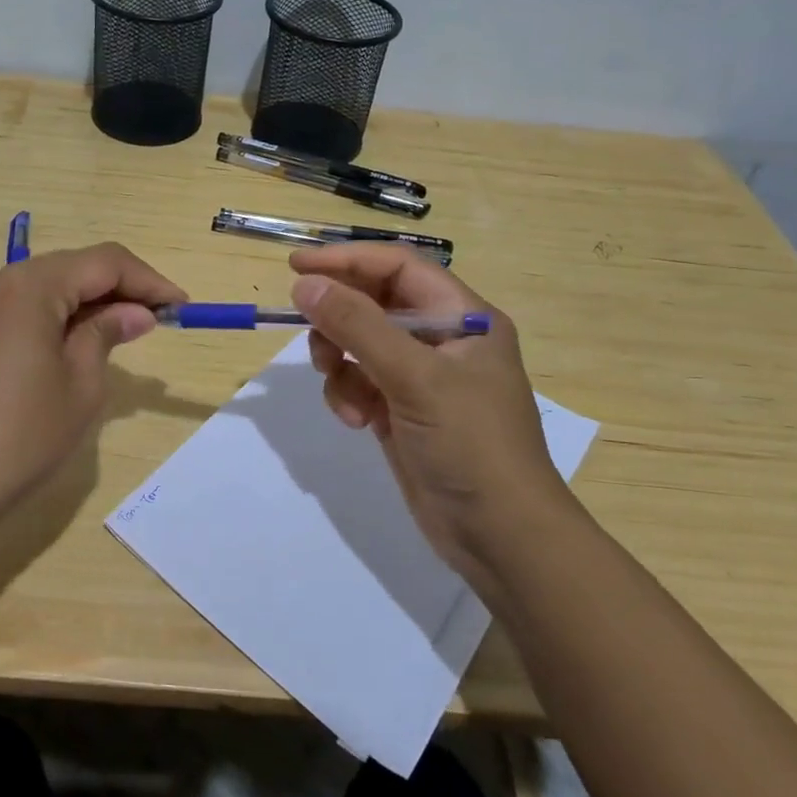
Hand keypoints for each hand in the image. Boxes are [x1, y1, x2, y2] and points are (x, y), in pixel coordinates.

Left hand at [0, 242, 186, 526]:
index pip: (103, 262)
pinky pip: (15, 307)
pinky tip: (70, 344)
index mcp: (27, 286)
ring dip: (84, 303)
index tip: (181, 307)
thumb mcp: (80, 386)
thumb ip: (107, 334)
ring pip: (41, 286)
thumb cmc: (18, 438)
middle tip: (156, 322)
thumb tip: (134, 313)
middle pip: (69, 268)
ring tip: (119, 334)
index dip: (148, 281)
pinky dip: (50, 317)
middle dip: (116, 290)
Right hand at [289, 244, 573, 572]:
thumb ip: (357, 326)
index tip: (296, 266)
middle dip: (339, 318)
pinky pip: (360, 383)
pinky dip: (348, 395)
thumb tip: (305, 285)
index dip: (347, 261)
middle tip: (311, 334)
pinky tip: (356, 421)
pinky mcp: (402, 411)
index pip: (398, 268)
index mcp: (463, 317)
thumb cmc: (470, 445)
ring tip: (340, 389)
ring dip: (340, 362)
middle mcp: (443, 339)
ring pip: (360, 345)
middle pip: (374, 304)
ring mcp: (421, 378)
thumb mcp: (414, 378)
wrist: (500, 536)